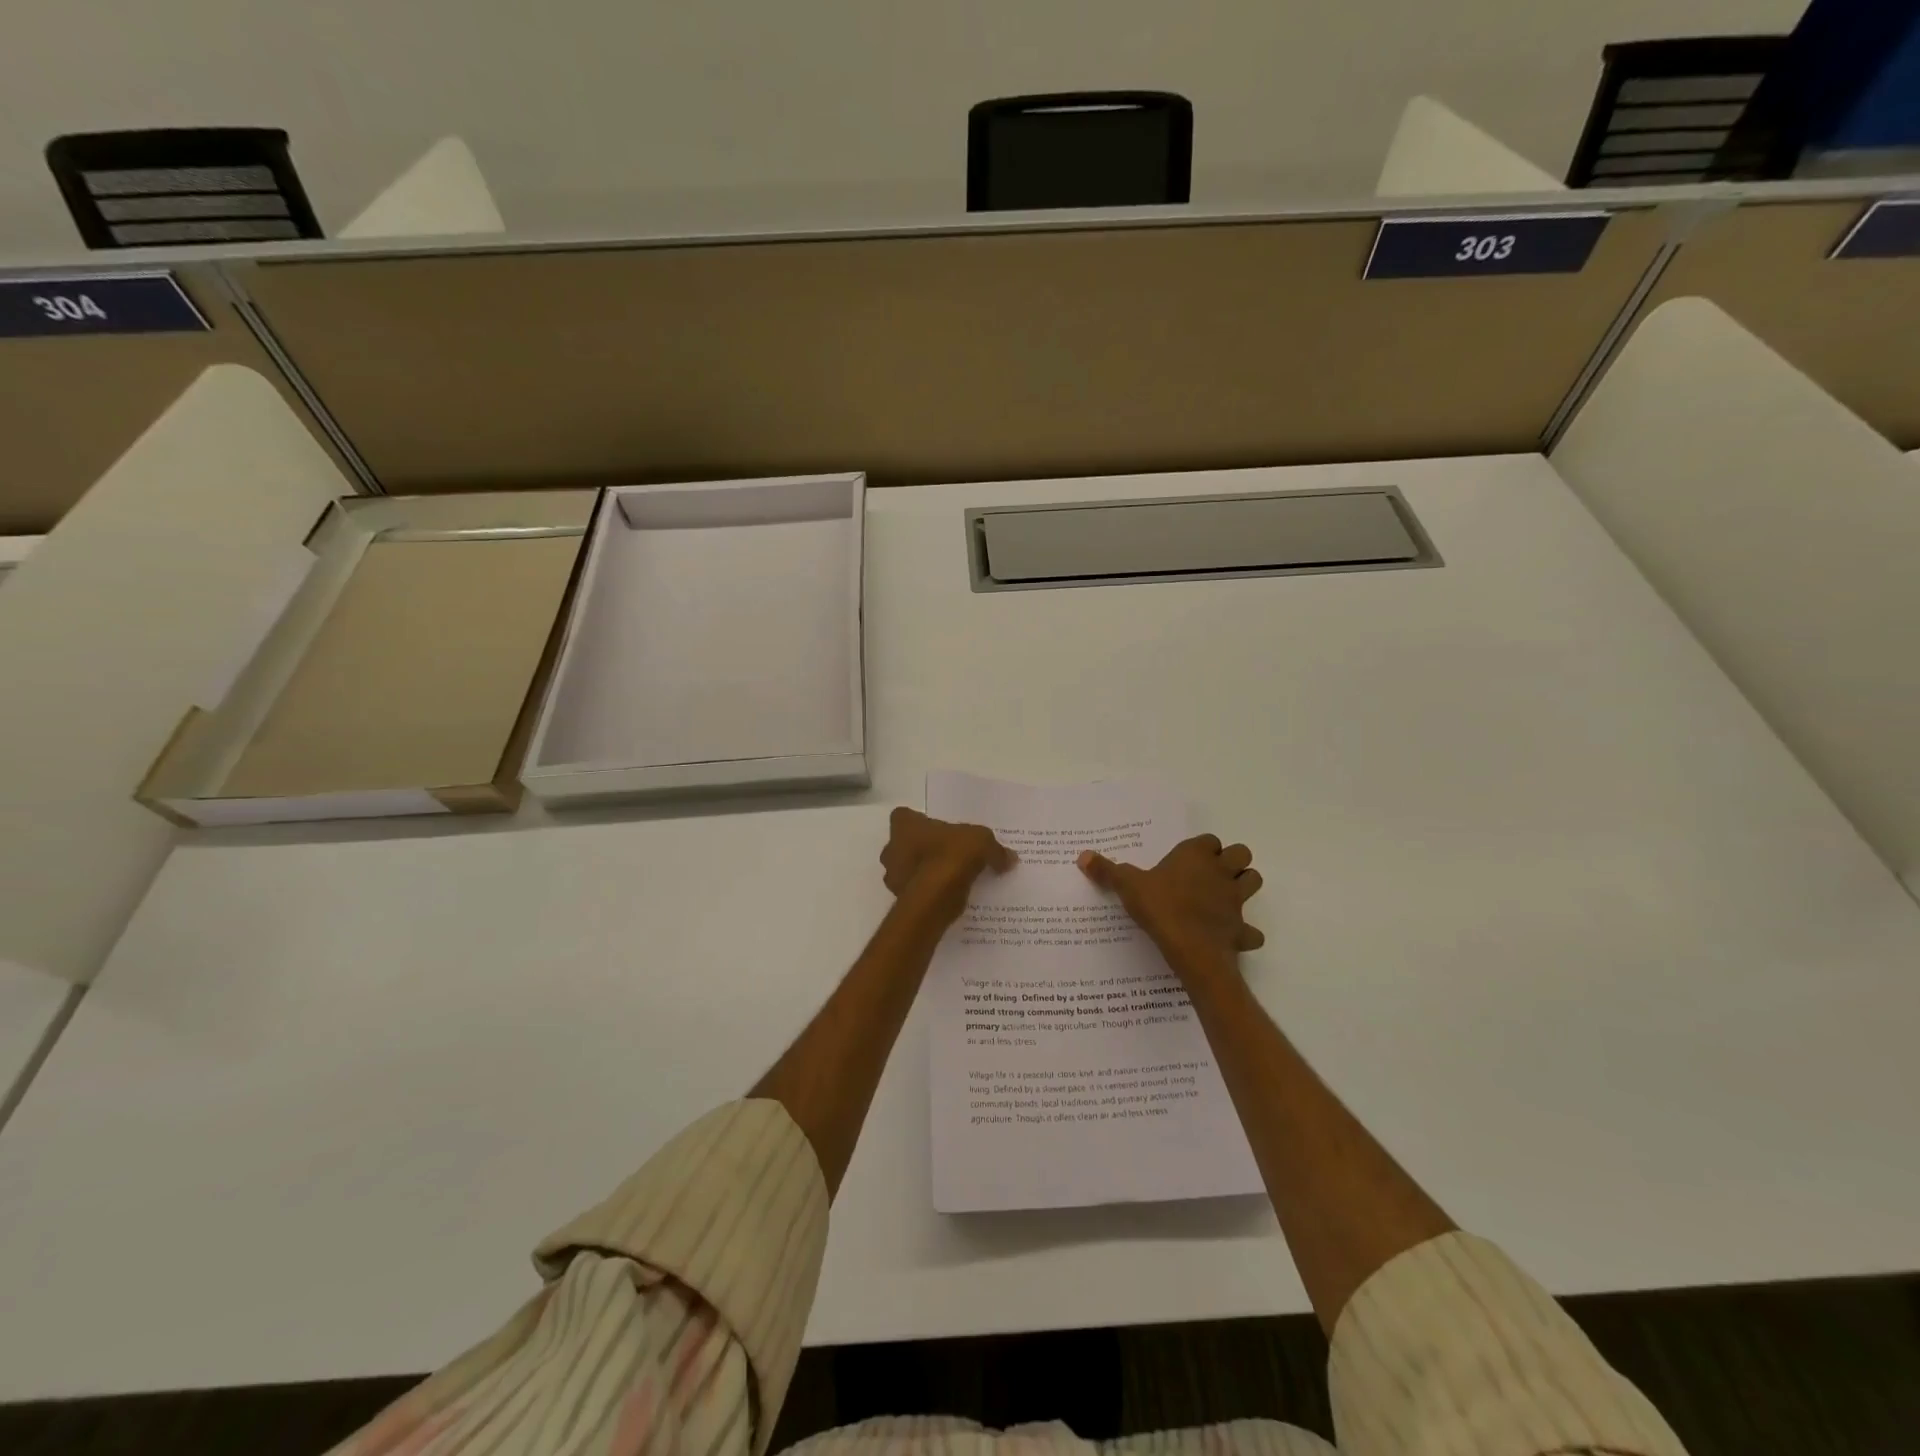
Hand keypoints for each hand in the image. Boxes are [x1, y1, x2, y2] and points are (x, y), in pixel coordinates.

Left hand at [881, 807, 1016, 923]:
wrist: (936, 898)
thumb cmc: (951, 856)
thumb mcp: (982, 843)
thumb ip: (995, 849)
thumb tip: (1009, 858)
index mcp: (904, 825)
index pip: (904, 816)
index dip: (919, 822)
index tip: (937, 829)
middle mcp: (891, 849)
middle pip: (903, 844)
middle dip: (921, 849)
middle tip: (946, 854)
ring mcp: (893, 877)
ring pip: (908, 870)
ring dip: (923, 873)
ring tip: (950, 878)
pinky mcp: (901, 901)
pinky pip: (916, 893)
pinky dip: (928, 893)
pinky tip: (948, 896)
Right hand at [1078, 834, 1264, 963]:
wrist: (1190, 948)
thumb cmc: (1160, 907)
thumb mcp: (1127, 886)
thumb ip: (1107, 871)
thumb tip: (1083, 856)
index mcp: (1196, 855)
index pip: (1209, 840)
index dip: (1201, 848)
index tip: (1186, 860)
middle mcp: (1221, 871)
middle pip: (1241, 854)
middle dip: (1232, 861)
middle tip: (1210, 874)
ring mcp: (1235, 899)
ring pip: (1254, 881)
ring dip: (1244, 886)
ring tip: (1224, 897)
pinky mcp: (1241, 928)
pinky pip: (1251, 930)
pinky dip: (1245, 932)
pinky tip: (1231, 936)